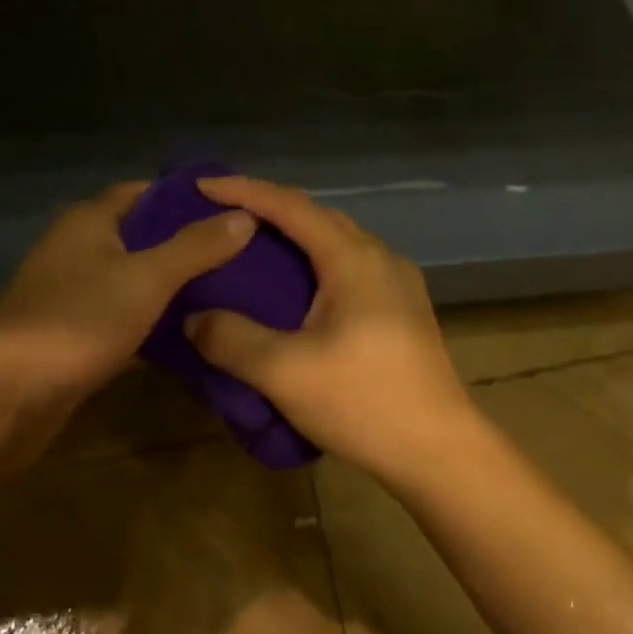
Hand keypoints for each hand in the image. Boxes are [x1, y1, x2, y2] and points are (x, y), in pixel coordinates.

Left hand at [0, 181, 255, 402]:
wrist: (3, 396)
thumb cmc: (78, 319)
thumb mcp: (148, 277)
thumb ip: (197, 246)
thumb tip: (245, 215)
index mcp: (90, 220)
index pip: (144, 192)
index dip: (186, 197)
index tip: (231, 209)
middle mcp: (77, 249)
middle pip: (140, 235)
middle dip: (186, 242)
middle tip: (239, 252)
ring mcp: (72, 294)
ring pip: (132, 278)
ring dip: (170, 283)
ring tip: (226, 289)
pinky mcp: (72, 335)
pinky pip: (122, 315)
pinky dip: (152, 318)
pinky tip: (188, 331)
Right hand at [184, 176, 478, 483]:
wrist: (440, 448)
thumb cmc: (363, 402)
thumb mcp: (285, 373)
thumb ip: (231, 339)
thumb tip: (192, 318)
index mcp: (352, 258)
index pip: (290, 206)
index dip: (243, 190)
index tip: (202, 184)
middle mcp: (379, 255)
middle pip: (316, 215)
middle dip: (268, 207)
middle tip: (223, 214)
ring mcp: (397, 279)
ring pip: (337, 239)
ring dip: (295, 235)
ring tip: (255, 247)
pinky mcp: (404, 305)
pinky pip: (350, 263)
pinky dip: (316, 260)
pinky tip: (300, 287)